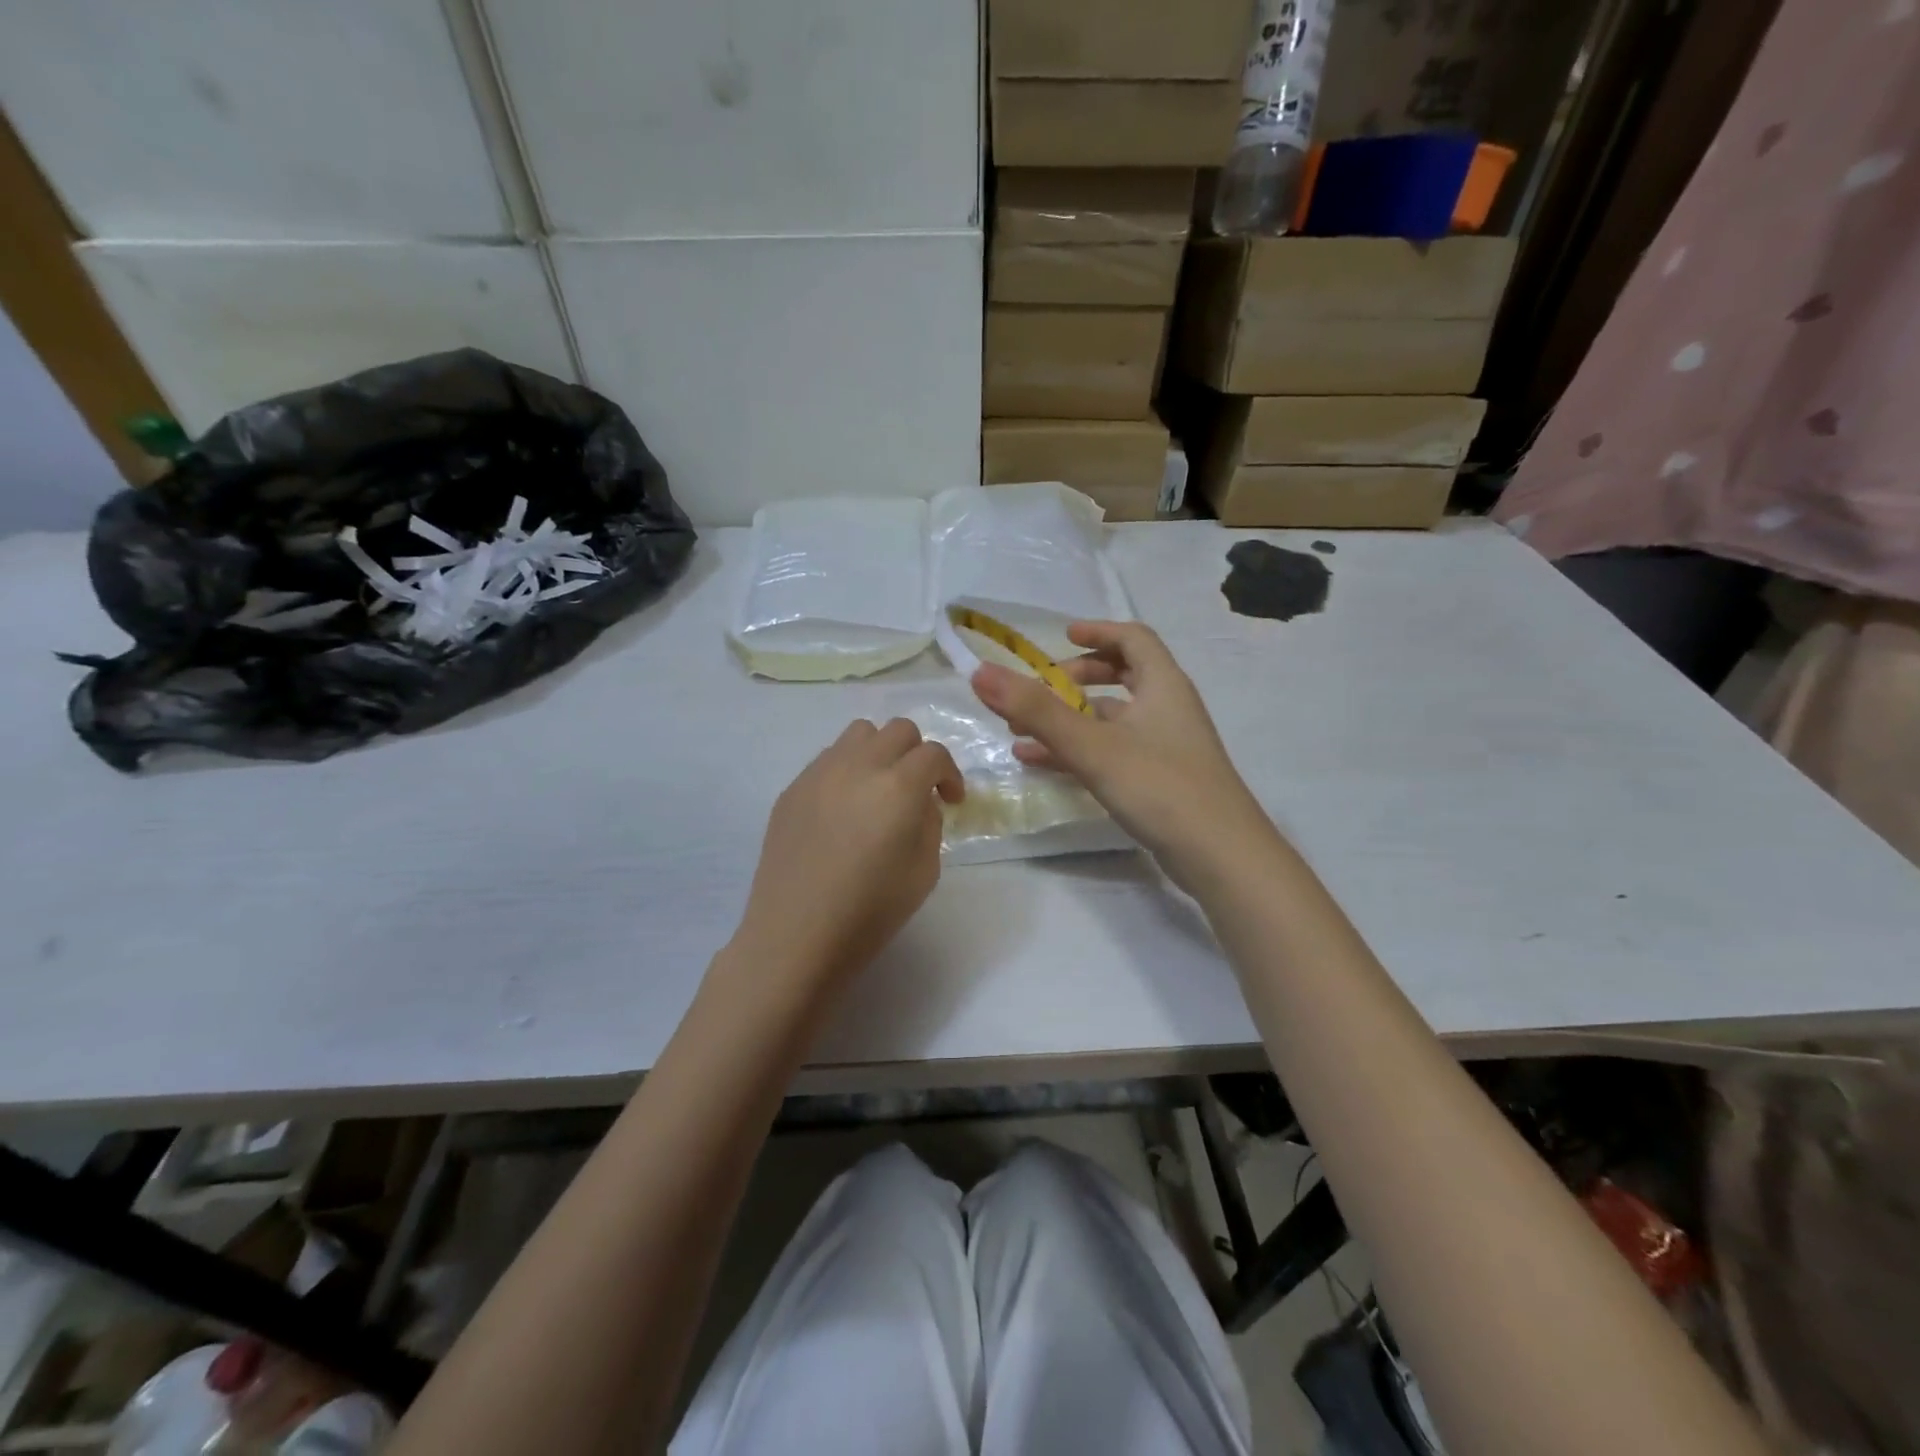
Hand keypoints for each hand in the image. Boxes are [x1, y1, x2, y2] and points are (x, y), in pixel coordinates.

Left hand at [733, 718, 962, 993]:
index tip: (950, 800)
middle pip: (898, 730)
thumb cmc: (869, 912)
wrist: (795, 935)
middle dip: (917, 755)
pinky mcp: (792, 788)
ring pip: (859, 733)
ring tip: (878, 789)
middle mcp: (859, 766)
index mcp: (898, 787)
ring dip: (879, 752)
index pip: (933, 754)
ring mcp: (819, 773)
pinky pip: (828, 759)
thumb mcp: (924, 872)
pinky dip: (847, 770)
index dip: (949, 774)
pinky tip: (843, 810)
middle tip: (917, 790)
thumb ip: (929, 823)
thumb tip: (919, 802)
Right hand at [971, 621, 1274, 888]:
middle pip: (1123, 676)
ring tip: (1021, 731)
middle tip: (1040, 689)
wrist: (1220, 856)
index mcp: (1163, 685)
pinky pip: (1113, 752)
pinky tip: (1040, 764)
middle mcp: (1168, 708)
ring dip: (1070, 719)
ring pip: (1112, 719)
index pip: (1133, 638)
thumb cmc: (1160, 786)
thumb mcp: (1091, 746)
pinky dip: (1079, 751)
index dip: (1097, 631)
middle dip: (1077, 679)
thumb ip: (1035, 711)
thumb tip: (981, 672)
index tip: (1061, 637)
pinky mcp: (1161, 780)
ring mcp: (1166, 746)